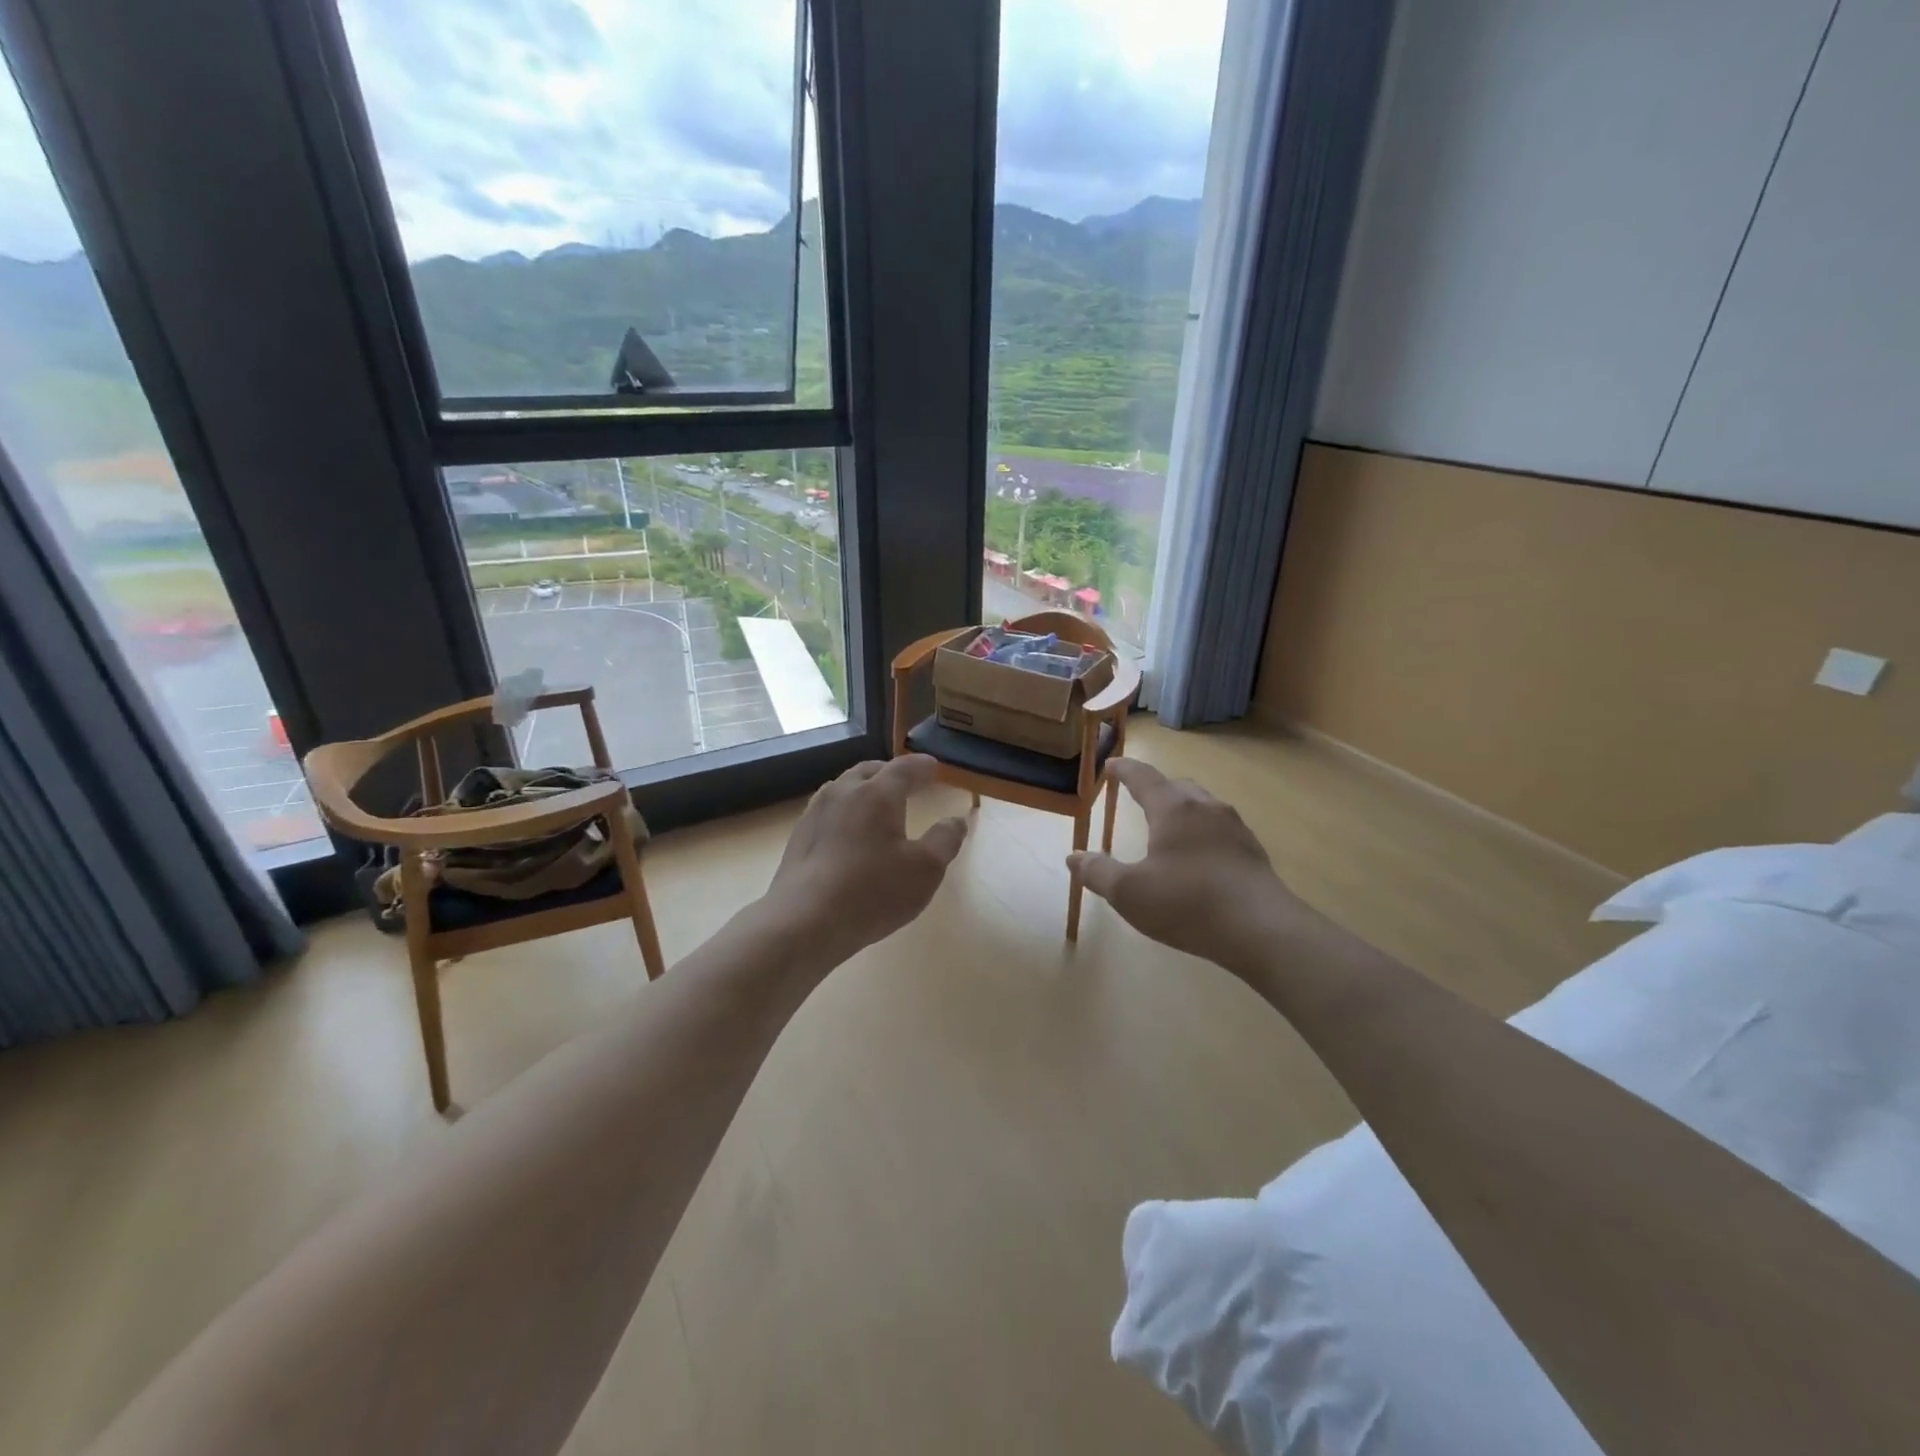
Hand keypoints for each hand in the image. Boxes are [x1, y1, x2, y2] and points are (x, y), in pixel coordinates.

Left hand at [761, 755, 967, 965]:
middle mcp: (843, 793)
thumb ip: (944, 840)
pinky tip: (848, 833)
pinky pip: (828, 811)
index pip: (904, 768)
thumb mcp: (925, 870)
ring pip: (843, 788)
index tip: (934, 766)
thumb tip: (955, 821)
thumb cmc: (872, 892)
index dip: (922, 766)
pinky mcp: (799, 837)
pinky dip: (846, 811)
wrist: (804, 922)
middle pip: (869, 771)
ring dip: (864, 789)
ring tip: (877, 804)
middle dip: (890, 772)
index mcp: (877, 794)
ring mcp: (816, 813)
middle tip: (906, 782)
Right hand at [1068, 759, 1302, 975]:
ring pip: (1203, 806)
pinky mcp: (1253, 852)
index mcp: (1173, 809)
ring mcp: (1235, 828)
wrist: (1262, 930)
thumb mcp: (1129, 893)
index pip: (1143, 777)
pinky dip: (1202, 833)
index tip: (1110, 764)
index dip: (1124, 769)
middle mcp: (1206, 808)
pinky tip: (1198, 859)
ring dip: (1182, 809)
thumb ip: (1098, 872)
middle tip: (1138, 797)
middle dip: (1155, 788)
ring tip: (1168, 829)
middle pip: (1177, 786)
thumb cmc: (1187, 903)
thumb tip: (1073, 857)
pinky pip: (1220, 829)